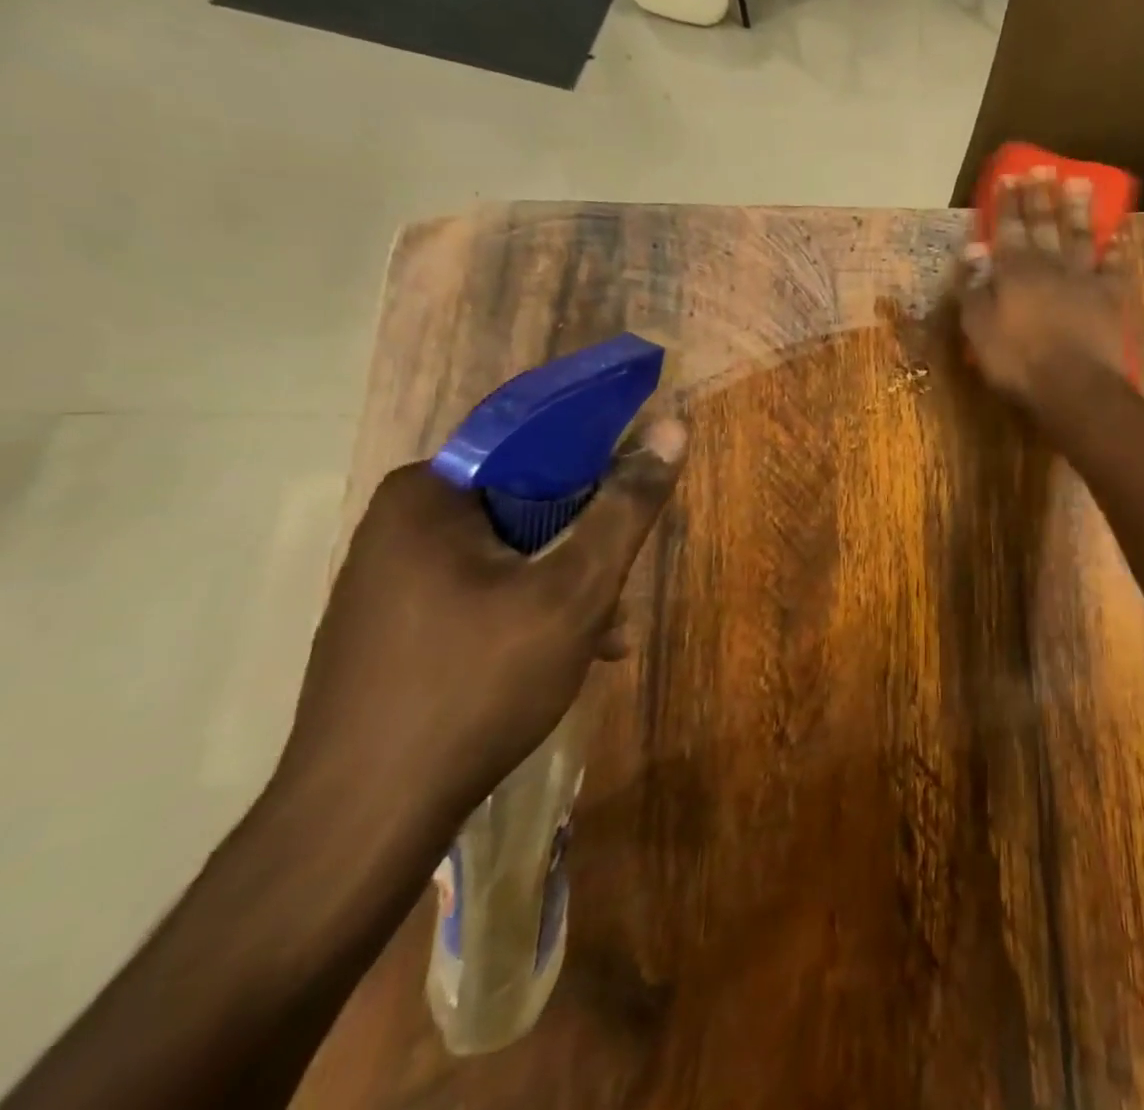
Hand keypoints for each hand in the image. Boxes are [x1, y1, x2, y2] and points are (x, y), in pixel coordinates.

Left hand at [275, 418, 686, 836]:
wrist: (364, 822)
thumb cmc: (477, 684)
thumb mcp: (574, 590)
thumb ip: (626, 508)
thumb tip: (671, 428)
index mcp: (428, 495)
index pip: (532, 442)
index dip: (597, 461)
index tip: (636, 496)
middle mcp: (401, 525)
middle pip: (525, 503)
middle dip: (584, 544)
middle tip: (620, 587)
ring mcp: (392, 580)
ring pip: (510, 553)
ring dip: (567, 584)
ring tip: (607, 635)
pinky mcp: (394, 627)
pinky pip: (482, 593)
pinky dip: (531, 611)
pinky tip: (569, 657)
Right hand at [958, 171, 1130, 409]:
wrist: (1074, 385)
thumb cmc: (1018, 361)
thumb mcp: (979, 329)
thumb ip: (973, 289)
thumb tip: (973, 252)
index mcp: (1015, 271)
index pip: (1008, 228)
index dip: (1008, 203)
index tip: (1010, 176)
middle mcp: (1050, 265)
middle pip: (1044, 224)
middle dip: (1041, 196)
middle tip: (1042, 169)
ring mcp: (1084, 279)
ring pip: (1080, 235)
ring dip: (1078, 209)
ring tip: (1079, 183)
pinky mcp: (1111, 297)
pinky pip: (1113, 267)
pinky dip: (1114, 249)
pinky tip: (1115, 235)